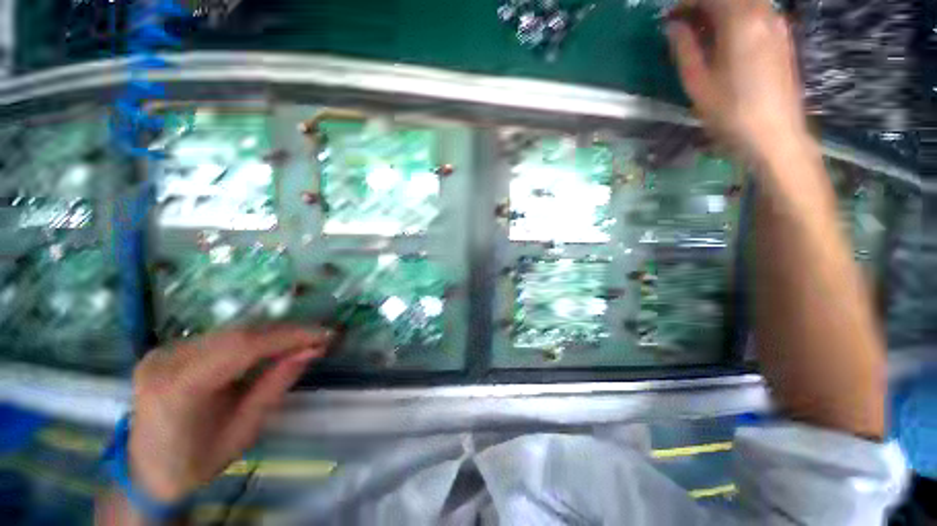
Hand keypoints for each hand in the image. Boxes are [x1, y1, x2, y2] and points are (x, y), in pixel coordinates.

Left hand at [127, 326, 331, 501]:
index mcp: (179, 388)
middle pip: (238, 334)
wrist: (147, 472)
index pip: (243, 347)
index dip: (289, 336)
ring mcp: (163, 352)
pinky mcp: (168, 349)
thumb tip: (312, 350)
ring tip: (301, 340)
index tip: (325, 334)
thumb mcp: (245, 429)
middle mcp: (166, 361)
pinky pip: (221, 337)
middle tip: (318, 336)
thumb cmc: (197, 461)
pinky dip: (253, 338)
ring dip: (272, 334)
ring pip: (232, 331)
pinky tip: (272, 345)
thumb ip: (277, 383)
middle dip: (285, 333)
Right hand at [666, 0, 809, 160]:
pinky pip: (757, 12)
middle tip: (683, 24)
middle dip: (703, 5)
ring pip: (745, 3)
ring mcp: (777, 24)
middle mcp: (763, 13)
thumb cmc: (730, 112)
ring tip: (701, 33)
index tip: (669, 17)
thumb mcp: (697, 82)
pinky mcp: (783, 37)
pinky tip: (725, 39)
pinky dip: (737, 17)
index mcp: (740, 21)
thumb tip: (673, 25)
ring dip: (720, 11)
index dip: (686, 2)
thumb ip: (684, 48)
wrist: (775, 135)